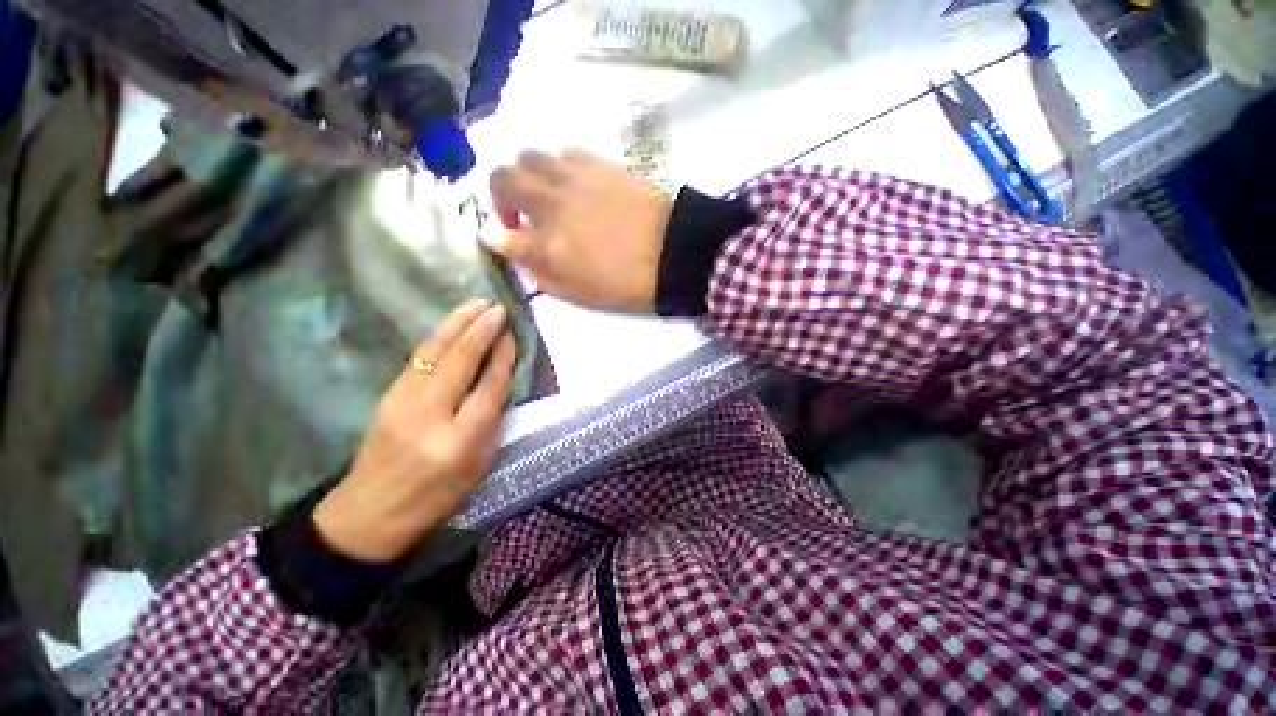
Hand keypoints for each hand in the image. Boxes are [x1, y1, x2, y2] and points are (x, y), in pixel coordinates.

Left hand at [312, 300, 514, 562]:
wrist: (371, 513)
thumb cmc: (437, 496)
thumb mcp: (478, 466)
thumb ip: (491, 421)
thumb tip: (499, 380)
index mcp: (460, 441)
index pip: (489, 387)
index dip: (503, 358)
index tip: (512, 336)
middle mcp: (430, 415)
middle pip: (460, 362)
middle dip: (481, 331)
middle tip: (498, 308)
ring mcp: (402, 402)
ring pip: (435, 353)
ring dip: (457, 324)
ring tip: (477, 304)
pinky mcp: (387, 396)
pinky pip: (419, 359)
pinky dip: (438, 337)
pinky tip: (451, 325)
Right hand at [487, 149, 671, 312]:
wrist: (673, 255)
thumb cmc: (627, 285)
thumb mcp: (580, 296)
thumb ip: (543, 275)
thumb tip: (520, 255)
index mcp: (548, 247)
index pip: (502, 237)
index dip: (497, 239)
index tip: (503, 240)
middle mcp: (552, 206)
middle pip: (502, 179)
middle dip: (500, 195)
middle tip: (518, 214)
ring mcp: (574, 180)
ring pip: (529, 156)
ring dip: (527, 176)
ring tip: (545, 195)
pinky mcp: (599, 165)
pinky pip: (564, 152)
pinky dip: (558, 167)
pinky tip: (572, 184)